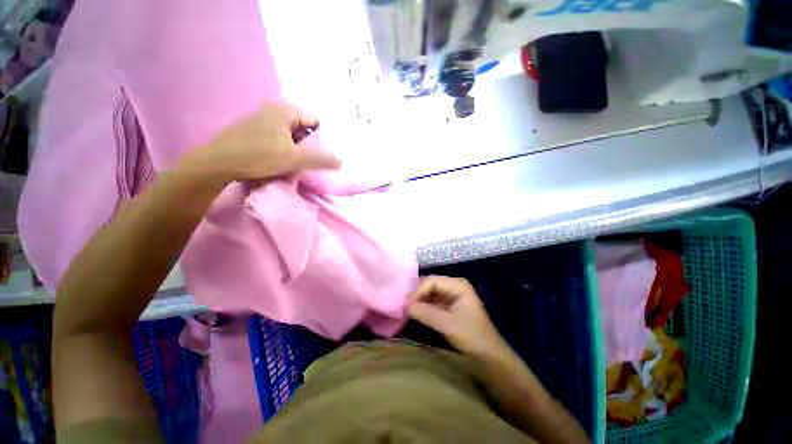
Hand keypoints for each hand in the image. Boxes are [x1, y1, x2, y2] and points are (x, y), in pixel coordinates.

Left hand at [182, 102, 339, 182]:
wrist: (217, 164)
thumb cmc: (259, 156)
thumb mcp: (295, 159)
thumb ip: (321, 159)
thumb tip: (341, 161)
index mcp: (285, 111)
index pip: (315, 121)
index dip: (324, 138)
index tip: (325, 155)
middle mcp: (273, 110)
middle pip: (303, 128)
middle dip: (310, 145)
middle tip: (313, 162)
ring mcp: (261, 120)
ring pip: (290, 135)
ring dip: (297, 150)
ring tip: (299, 165)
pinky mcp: (252, 131)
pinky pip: (278, 139)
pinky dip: (284, 149)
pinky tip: (282, 162)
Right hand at [407, 276, 508, 357]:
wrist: (489, 355)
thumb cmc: (472, 336)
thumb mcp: (448, 324)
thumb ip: (426, 313)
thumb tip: (406, 306)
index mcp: (458, 285)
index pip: (432, 281)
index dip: (418, 291)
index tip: (407, 305)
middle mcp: (454, 286)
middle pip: (431, 284)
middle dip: (418, 294)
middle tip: (405, 306)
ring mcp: (452, 295)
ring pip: (431, 293)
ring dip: (420, 300)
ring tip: (408, 309)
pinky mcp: (450, 305)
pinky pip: (433, 301)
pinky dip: (424, 306)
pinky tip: (416, 312)